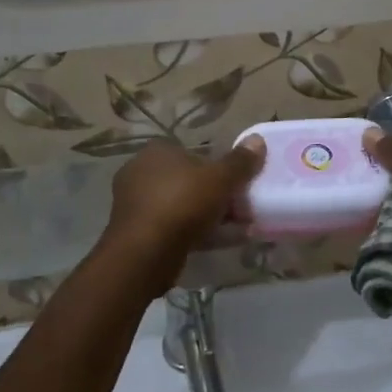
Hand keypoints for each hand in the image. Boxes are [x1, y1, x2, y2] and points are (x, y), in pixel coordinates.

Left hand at [101, 137, 266, 293]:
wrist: (145, 252)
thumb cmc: (182, 203)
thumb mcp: (220, 179)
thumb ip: (240, 161)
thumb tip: (257, 139)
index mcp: (157, 151)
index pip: (194, 154)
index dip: (218, 169)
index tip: (237, 186)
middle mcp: (140, 171)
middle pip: (188, 181)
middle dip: (213, 195)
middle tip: (238, 211)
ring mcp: (134, 203)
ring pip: (180, 205)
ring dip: (205, 216)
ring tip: (233, 230)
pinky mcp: (135, 231)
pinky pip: (171, 226)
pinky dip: (192, 233)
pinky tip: (214, 244)